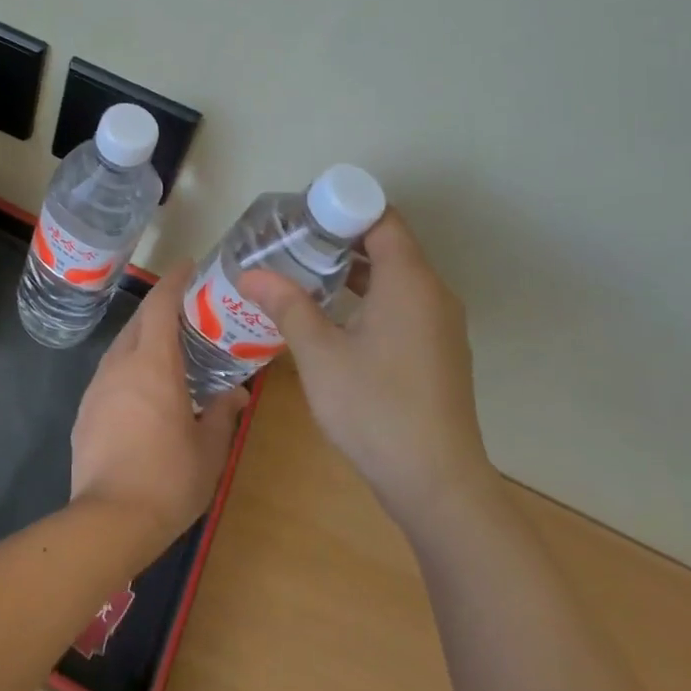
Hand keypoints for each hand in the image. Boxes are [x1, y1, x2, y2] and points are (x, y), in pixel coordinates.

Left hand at [69, 261, 248, 552]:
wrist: (108, 521)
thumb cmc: (168, 480)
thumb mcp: (209, 449)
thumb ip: (222, 413)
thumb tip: (236, 394)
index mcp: (153, 365)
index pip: (160, 306)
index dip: (173, 281)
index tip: (189, 267)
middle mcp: (120, 366)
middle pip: (138, 322)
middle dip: (160, 309)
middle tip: (188, 312)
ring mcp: (97, 388)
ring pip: (121, 347)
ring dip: (143, 338)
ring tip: (168, 350)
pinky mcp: (85, 411)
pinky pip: (110, 374)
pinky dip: (129, 367)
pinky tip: (144, 390)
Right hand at [241, 210, 492, 530]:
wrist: (436, 483)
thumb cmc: (375, 409)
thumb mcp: (320, 355)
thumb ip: (287, 306)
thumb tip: (250, 274)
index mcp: (409, 282)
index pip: (381, 218)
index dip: (341, 207)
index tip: (300, 215)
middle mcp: (433, 293)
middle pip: (388, 244)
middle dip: (339, 238)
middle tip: (291, 242)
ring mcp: (440, 324)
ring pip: (395, 277)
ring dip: (353, 269)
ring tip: (304, 273)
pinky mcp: (438, 350)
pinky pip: (402, 303)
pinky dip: (369, 296)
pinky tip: (333, 316)